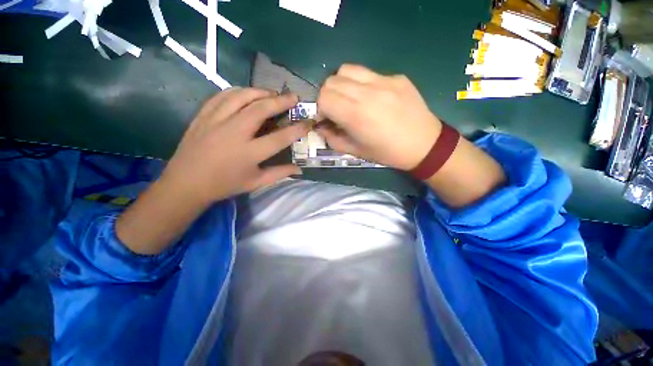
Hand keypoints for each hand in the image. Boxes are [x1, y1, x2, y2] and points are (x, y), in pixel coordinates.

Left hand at [159, 88, 308, 203]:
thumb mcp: (256, 182)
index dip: (297, 128)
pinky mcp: (203, 115)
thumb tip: (299, 169)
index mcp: (249, 153)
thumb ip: (279, 173)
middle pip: (261, 109)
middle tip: (293, 97)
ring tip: (272, 94)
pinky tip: (246, 94)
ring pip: (241, 96)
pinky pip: (222, 96)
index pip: (280, 137)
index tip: (308, 122)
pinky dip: (238, 91)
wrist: (186, 183)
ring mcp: (216, 121)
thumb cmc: (224, 185)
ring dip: (260, 92)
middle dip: (281, 101)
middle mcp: (234, 133)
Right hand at [316, 64, 441, 170]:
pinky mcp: (396, 76)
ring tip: (350, 99)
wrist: (424, 144)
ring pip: (347, 69)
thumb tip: (321, 126)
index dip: (320, 109)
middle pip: (331, 81)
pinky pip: (369, 73)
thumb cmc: (387, 153)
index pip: (323, 97)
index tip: (326, 119)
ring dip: (341, 85)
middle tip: (336, 110)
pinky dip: (361, 83)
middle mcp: (367, 92)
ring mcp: (384, 80)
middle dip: (327, 96)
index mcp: (356, 115)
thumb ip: (333, 138)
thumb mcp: (356, 151)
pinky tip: (372, 98)